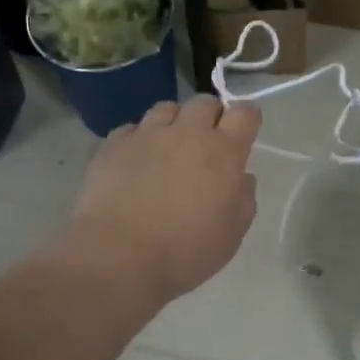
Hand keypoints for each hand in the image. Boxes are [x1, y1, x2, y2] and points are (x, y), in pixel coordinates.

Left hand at [68, 95, 260, 306]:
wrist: (118, 257)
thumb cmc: (185, 251)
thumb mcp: (232, 234)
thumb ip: (243, 198)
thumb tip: (240, 177)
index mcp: (223, 152)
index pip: (245, 113)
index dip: (246, 119)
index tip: (243, 134)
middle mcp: (187, 133)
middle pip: (204, 102)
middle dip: (210, 117)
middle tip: (205, 145)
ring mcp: (146, 134)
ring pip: (166, 109)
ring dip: (173, 124)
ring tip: (167, 149)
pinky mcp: (113, 144)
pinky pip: (132, 129)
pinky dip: (138, 140)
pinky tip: (134, 163)